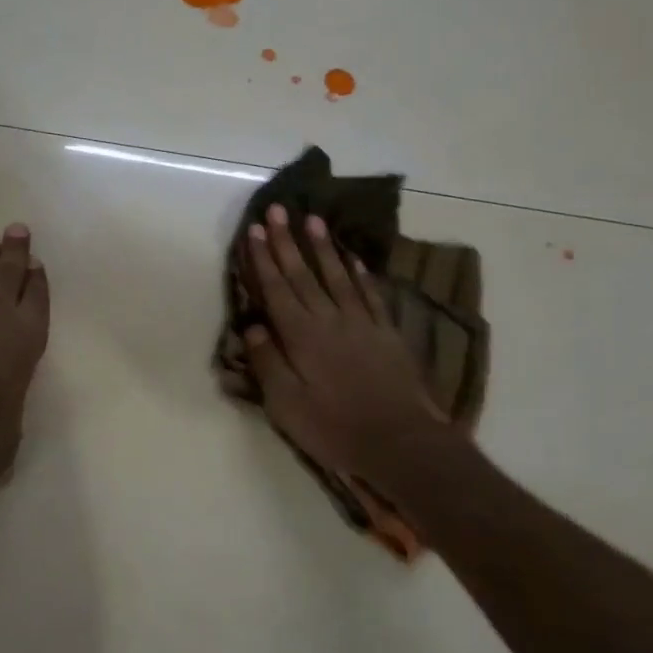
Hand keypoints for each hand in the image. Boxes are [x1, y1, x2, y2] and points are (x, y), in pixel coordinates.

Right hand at [242, 205, 447, 480]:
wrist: (400, 441)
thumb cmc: (334, 427)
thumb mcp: (286, 404)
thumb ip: (267, 362)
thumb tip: (252, 326)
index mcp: (301, 335)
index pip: (276, 288)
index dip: (263, 258)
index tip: (254, 230)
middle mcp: (329, 319)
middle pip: (304, 274)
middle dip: (287, 241)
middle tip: (278, 210)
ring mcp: (362, 323)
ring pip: (338, 275)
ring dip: (323, 247)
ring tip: (314, 220)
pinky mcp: (387, 332)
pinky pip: (370, 294)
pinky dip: (360, 273)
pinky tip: (354, 257)